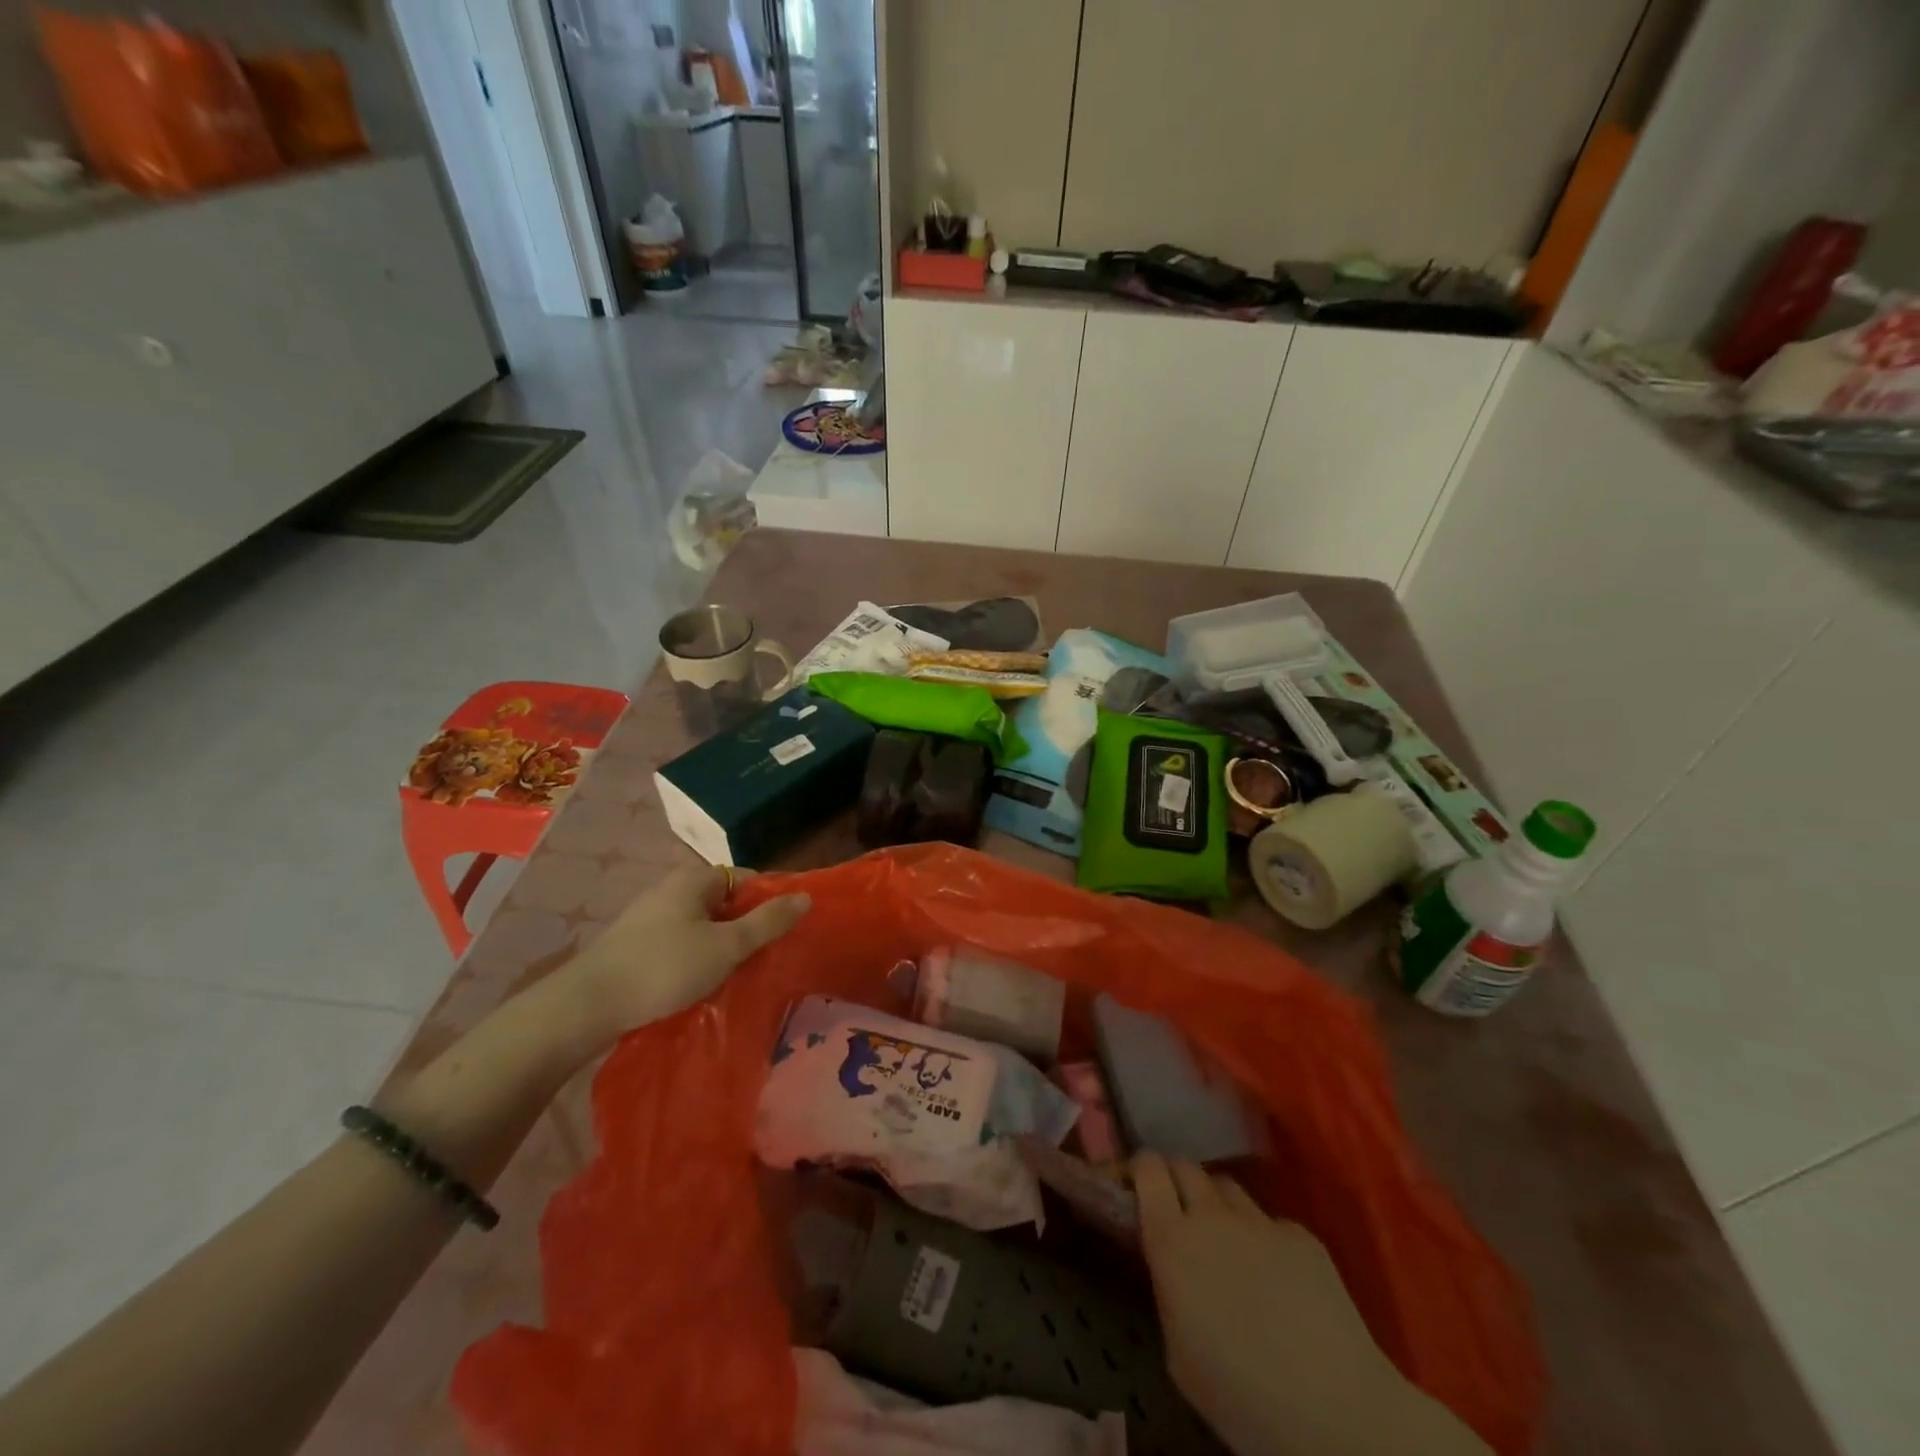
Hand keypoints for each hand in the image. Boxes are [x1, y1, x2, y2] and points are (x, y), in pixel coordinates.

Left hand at [554, 864, 809, 1058]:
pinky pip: (680, 942)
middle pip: (723, 901)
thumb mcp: (727, 946)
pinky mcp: (634, 945)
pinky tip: (701, 983)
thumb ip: (767, 922)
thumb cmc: (665, 967)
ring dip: (721, 945)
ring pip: (701, 925)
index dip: (769, 899)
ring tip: (738, 973)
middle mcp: (670, 889)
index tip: (784, 929)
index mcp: (693, 880)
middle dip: (746, 925)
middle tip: (765, 955)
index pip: (745, 877)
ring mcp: (648, 917)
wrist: (587, 1005)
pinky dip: (696, 957)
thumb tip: (805, 897)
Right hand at [1135, 1153, 1488, 1455]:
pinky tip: (1277, 1281)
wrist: (1336, 1411)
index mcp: (1172, 1239)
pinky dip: (1262, 1240)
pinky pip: (1270, 1223)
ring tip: (1226, 1243)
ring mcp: (1259, 1220)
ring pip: (1227, 1188)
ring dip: (1217, 1205)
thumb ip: (1168, 1291)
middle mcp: (1211, 1215)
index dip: (1139, 1170)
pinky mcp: (1301, 1235)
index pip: (1147, 1168)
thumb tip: (1172, 1269)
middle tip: (1177, 1212)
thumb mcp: (1178, 1353)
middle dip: (1175, 1179)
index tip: (1135, 1187)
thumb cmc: (1241, 1397)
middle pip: (1185, 1165)